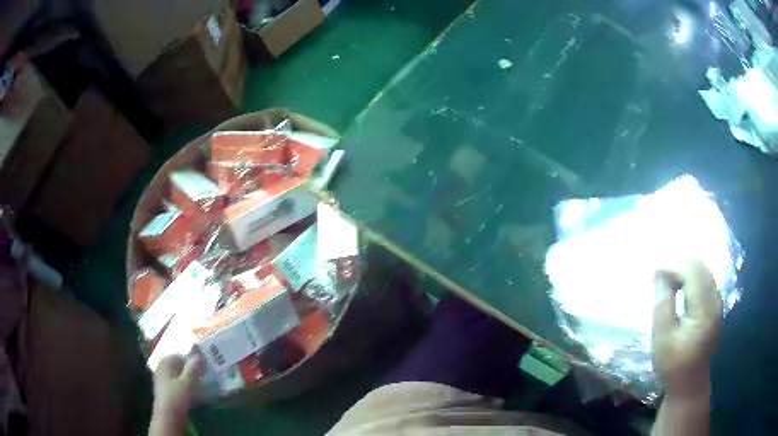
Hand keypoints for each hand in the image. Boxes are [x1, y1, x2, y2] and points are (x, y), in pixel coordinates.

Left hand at [149, 355, 201, 435]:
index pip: (178, 356)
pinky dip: (184, 387)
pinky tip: (192, 393)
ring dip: (187, 379)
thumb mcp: (187, 382)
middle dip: (189, 369)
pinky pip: (176, 385)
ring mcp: (162, 381)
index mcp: (164, 363)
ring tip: (199, 384)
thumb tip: (199, 356)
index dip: (189, 359)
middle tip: (202, 374)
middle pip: (177, 366)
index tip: (201, 365)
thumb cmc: (176, 396)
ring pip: (177, 376)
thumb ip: (193, 369)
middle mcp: (161, 369)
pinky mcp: (166, 392)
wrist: (168, 416)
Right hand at [652, 260, 722, 398]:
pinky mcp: (715, 305)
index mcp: (704, 310)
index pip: (692, 273)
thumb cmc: (673, 364)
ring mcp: (717, 302)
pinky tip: (679, 285)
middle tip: (658, 273)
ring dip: (684, 268)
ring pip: (703, 270)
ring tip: (666, 278)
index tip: (653, 270)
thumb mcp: (662, 337)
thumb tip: (660, 274)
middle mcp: (715, 301)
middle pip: (699, 267)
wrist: (690, 383)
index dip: (673, 265)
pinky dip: (690, 276)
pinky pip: (705, 279)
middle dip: (678, 264)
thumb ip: (663, 303)